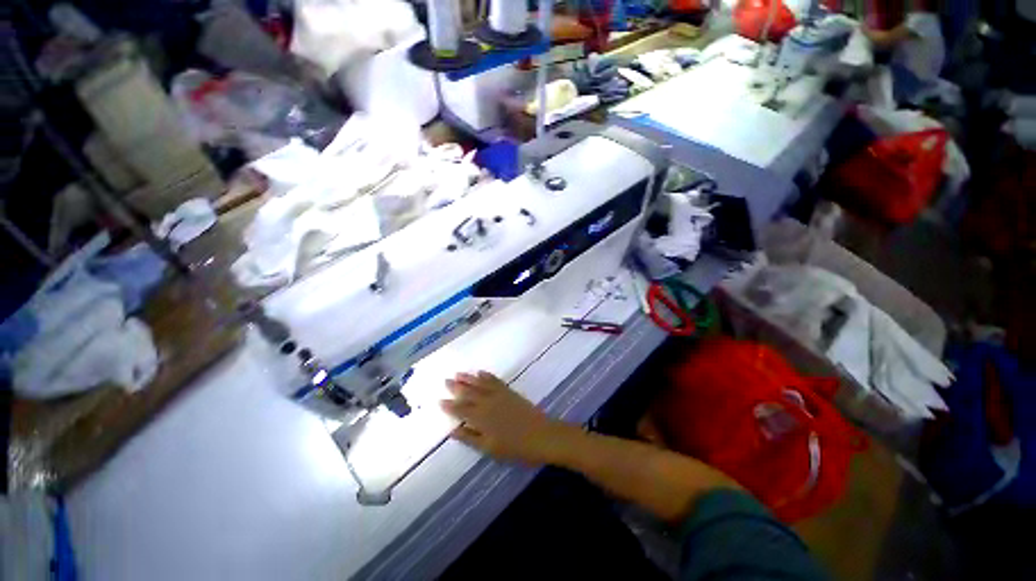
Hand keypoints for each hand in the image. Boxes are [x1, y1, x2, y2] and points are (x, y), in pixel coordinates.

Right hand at [441, 371, 574, 463]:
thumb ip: (470, 438)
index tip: (440, 400)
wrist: (541, 435)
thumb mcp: (490, 448)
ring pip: (480, 384)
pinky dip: (486, 375)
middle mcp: (487, 402)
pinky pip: (494, 380)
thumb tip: (452, 431)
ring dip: (468, 378)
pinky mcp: (509, 391)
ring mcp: (499, 395)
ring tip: (458, 373)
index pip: (461, 410)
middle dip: (456, 387)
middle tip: (446, 380)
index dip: (450, 406)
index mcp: (480, 418)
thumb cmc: (514, 447)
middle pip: (468, 393)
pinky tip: (480, 372)